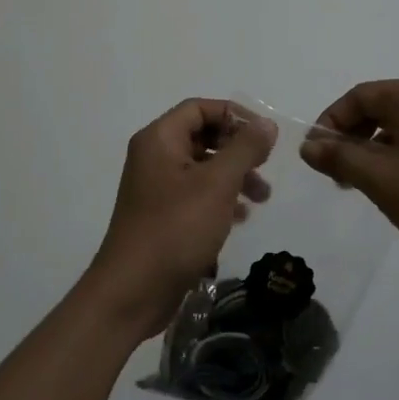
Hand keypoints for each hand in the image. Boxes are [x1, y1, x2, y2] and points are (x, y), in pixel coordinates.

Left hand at [87, 98, 277, 339]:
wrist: (133, 291)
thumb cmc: (176, 228)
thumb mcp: (217, 184)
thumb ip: (244, 149)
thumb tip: (265, 124)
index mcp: (159, 139)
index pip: (199, 108)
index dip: (234, 115)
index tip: (264, 135)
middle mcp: (154, 157)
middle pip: (201, 136)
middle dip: (237, 149)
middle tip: (266, 166)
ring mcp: (155, 188)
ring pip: (202, 168)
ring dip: (233, 176)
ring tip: (262, 198)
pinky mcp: (161, 216)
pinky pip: (195, 195)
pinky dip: (219, 199)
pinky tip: (240, 217)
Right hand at [301, 76, 398, 267]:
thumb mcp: (379, 178)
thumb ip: (338, 158)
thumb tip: (308, 145)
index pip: (356, 97)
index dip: (329, 123)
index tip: (315, 157)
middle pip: (375, 107)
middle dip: (349, 139)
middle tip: (336, 175)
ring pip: (395, 126)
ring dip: (370, 151)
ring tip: (362, 186)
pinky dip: (395, 156)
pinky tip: (395, 187)